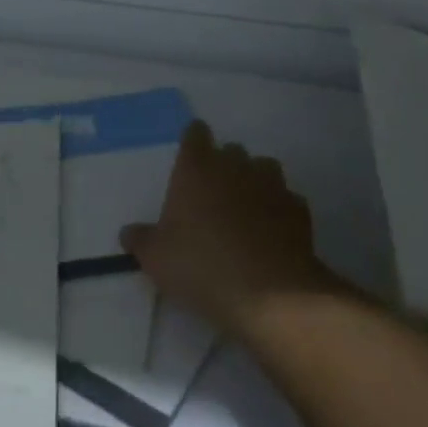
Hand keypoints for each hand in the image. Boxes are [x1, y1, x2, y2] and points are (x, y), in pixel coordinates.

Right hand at [121, 121, 342, 340]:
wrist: (268, 293)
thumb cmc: (201, 265)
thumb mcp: (156, 259)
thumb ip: (141, 240)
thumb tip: (128, 232)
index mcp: (197, 167)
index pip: (196, 133)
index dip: (194, 143)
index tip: (191, 160)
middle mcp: (235, 165)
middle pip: (231, 150)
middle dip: (224, 166)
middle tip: (213, 197)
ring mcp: (271, 183)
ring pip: (263, 169)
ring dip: (255, 183)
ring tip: (246, 213)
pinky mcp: (298, 208)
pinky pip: (285, 200)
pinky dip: (278, 211)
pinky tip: (272, 235)